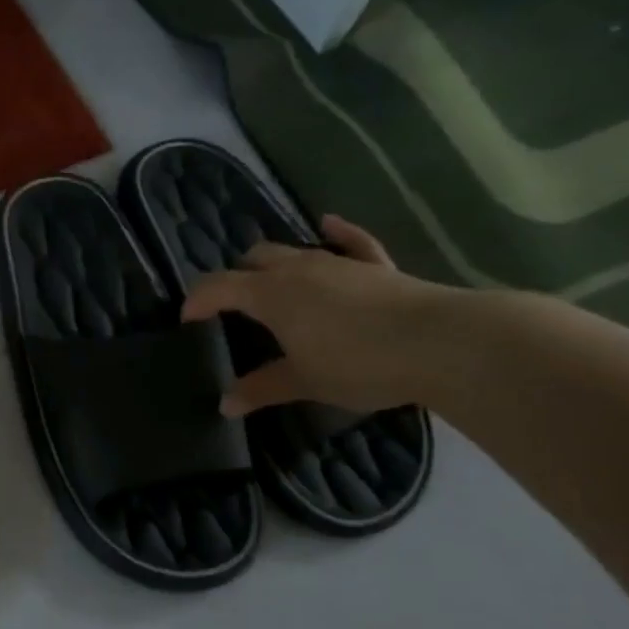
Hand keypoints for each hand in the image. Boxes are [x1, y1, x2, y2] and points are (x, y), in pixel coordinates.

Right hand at [179, 215, 449, 415]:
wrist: (443, 344)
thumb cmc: (359, 363)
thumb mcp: (303, 381)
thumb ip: (262, 388)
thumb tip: (225, 405)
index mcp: (270, 294)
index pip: (218, 286)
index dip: (197, 299)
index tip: (186, 319)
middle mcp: (298, 268)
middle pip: (254, 259)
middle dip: (236, 277)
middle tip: (231, 307)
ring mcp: (339, 262)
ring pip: (294, 250)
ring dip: (275, 264)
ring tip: (269, 285)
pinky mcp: (377, 266)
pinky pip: (351, 241)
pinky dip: (337, 233)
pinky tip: (328, 224)